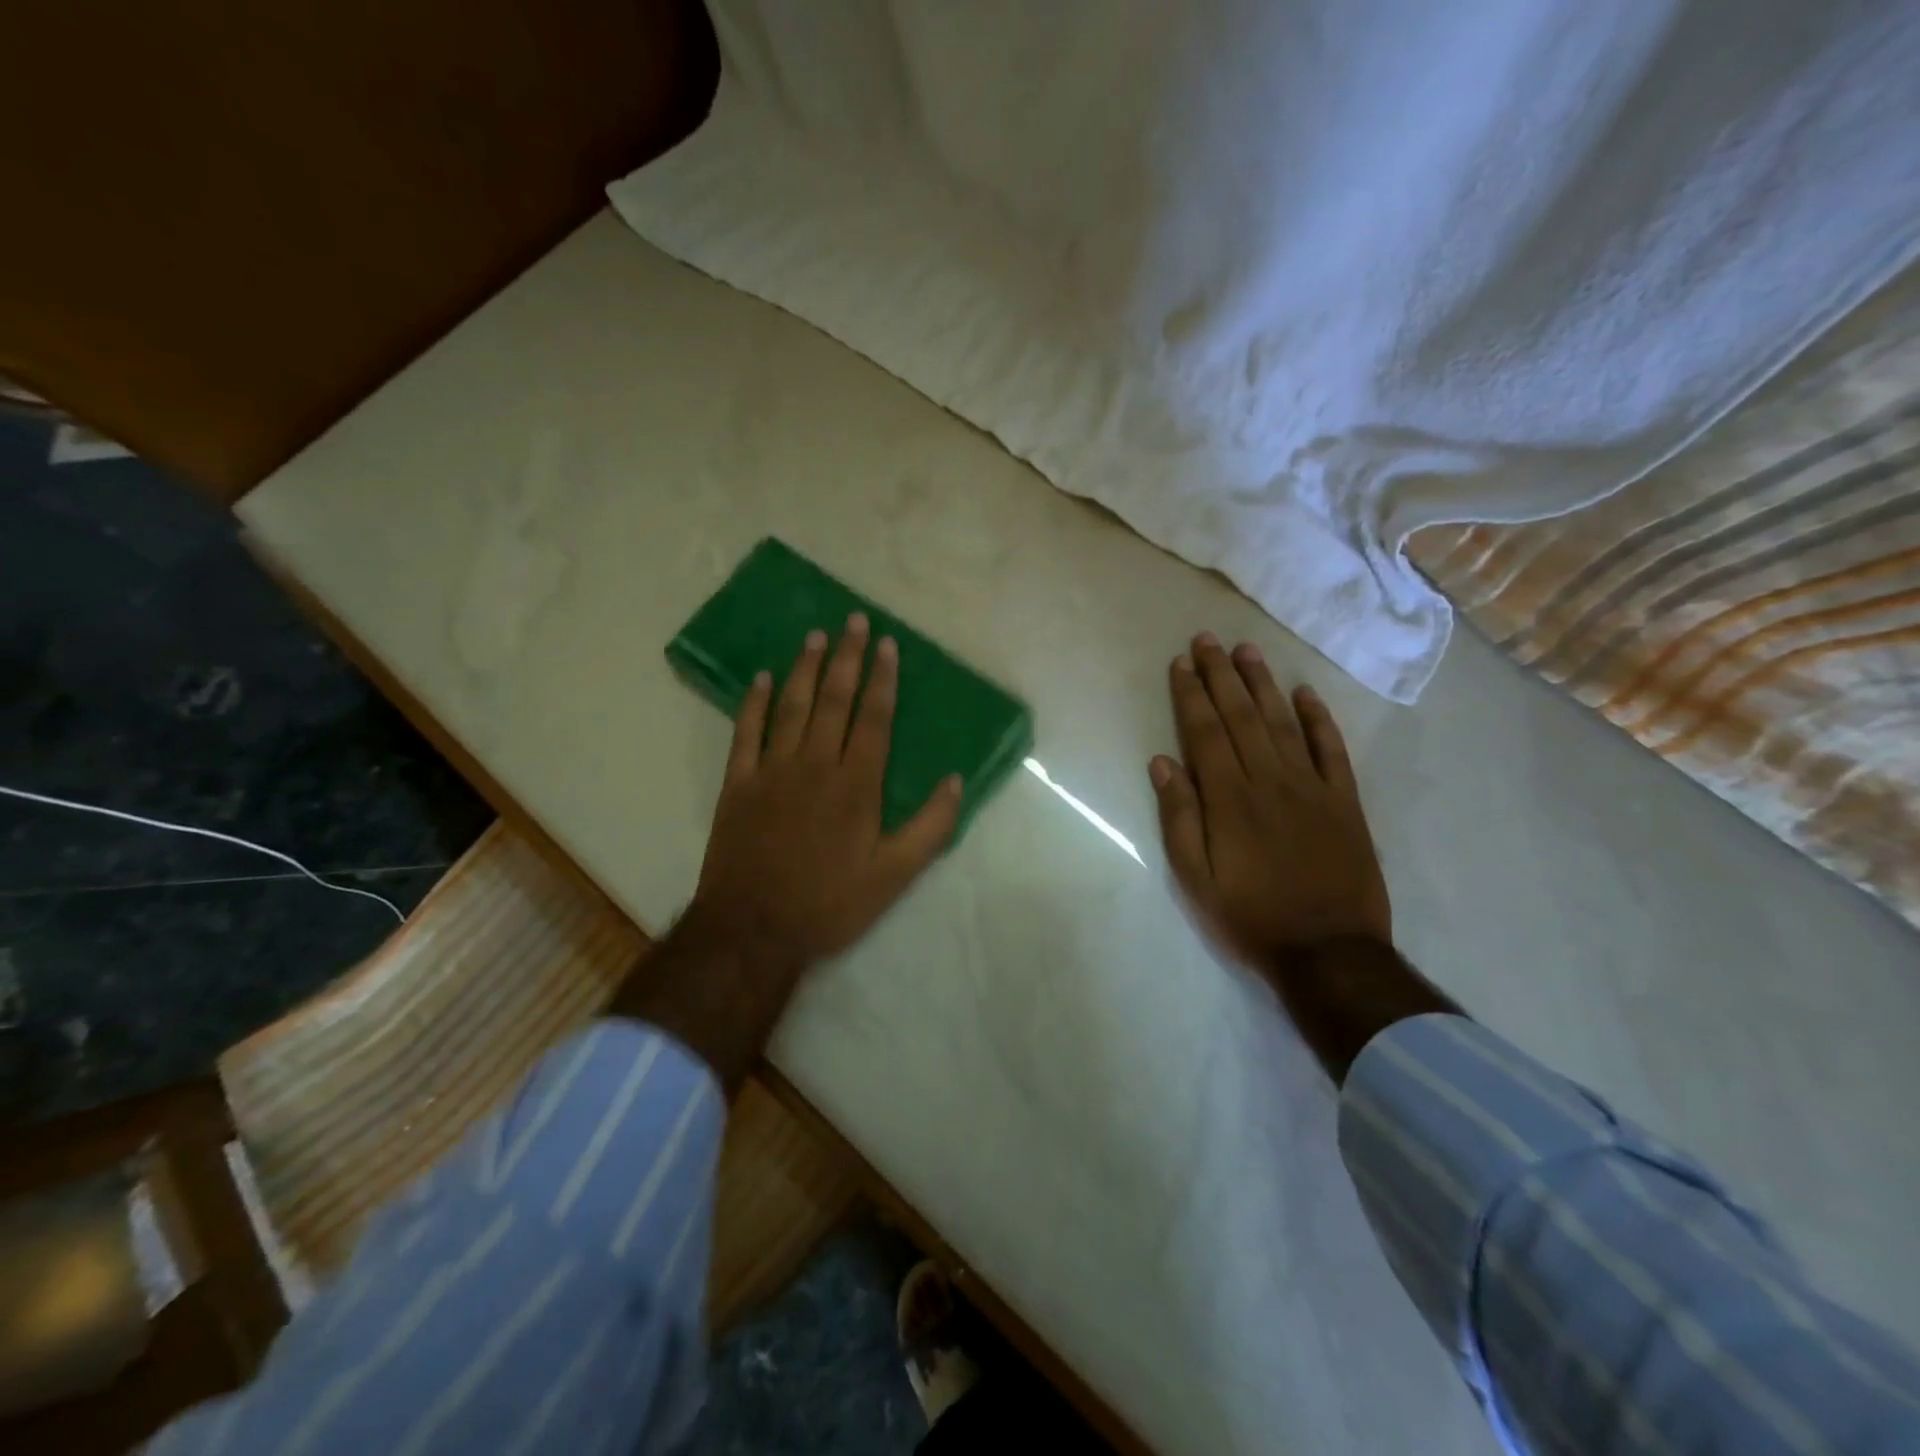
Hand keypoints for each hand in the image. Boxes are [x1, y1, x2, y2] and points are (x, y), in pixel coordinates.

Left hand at [687, 613, 962, 965]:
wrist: (753, 928)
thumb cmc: (830, 903)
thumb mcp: (895, 876)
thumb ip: (930, 827)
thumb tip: (956, 780)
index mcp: (856, 784)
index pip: (874, 718)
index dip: (882, 679)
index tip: (886, 644)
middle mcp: (815, 764)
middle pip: (834, 700)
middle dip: (847, 658)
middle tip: (854, 620)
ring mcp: (772, 771)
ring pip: (792, 706)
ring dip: (805, 668)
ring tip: (815, 635)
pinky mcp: (737, 784)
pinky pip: (746, 733)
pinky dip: (754, 703)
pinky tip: (762, 679)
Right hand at [1149, 633, 1391, 972]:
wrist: (1329, 951)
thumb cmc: (1250, 916)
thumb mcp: (1195, 878)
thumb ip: (1179, 817)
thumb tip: (1162, 762)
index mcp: (1229, 798)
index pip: (1205, 732)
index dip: (1191, 695)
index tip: (1181, 663)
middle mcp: (1269, 780)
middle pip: (1241, 716)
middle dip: (1221, 675)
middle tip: (1208, 640)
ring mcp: (1312, 787)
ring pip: (1283, 722)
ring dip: (1263, 684)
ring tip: (1247, 651)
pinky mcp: (1345, 801)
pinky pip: (1332, 750)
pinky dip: (1319, 719)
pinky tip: (1304, 693)